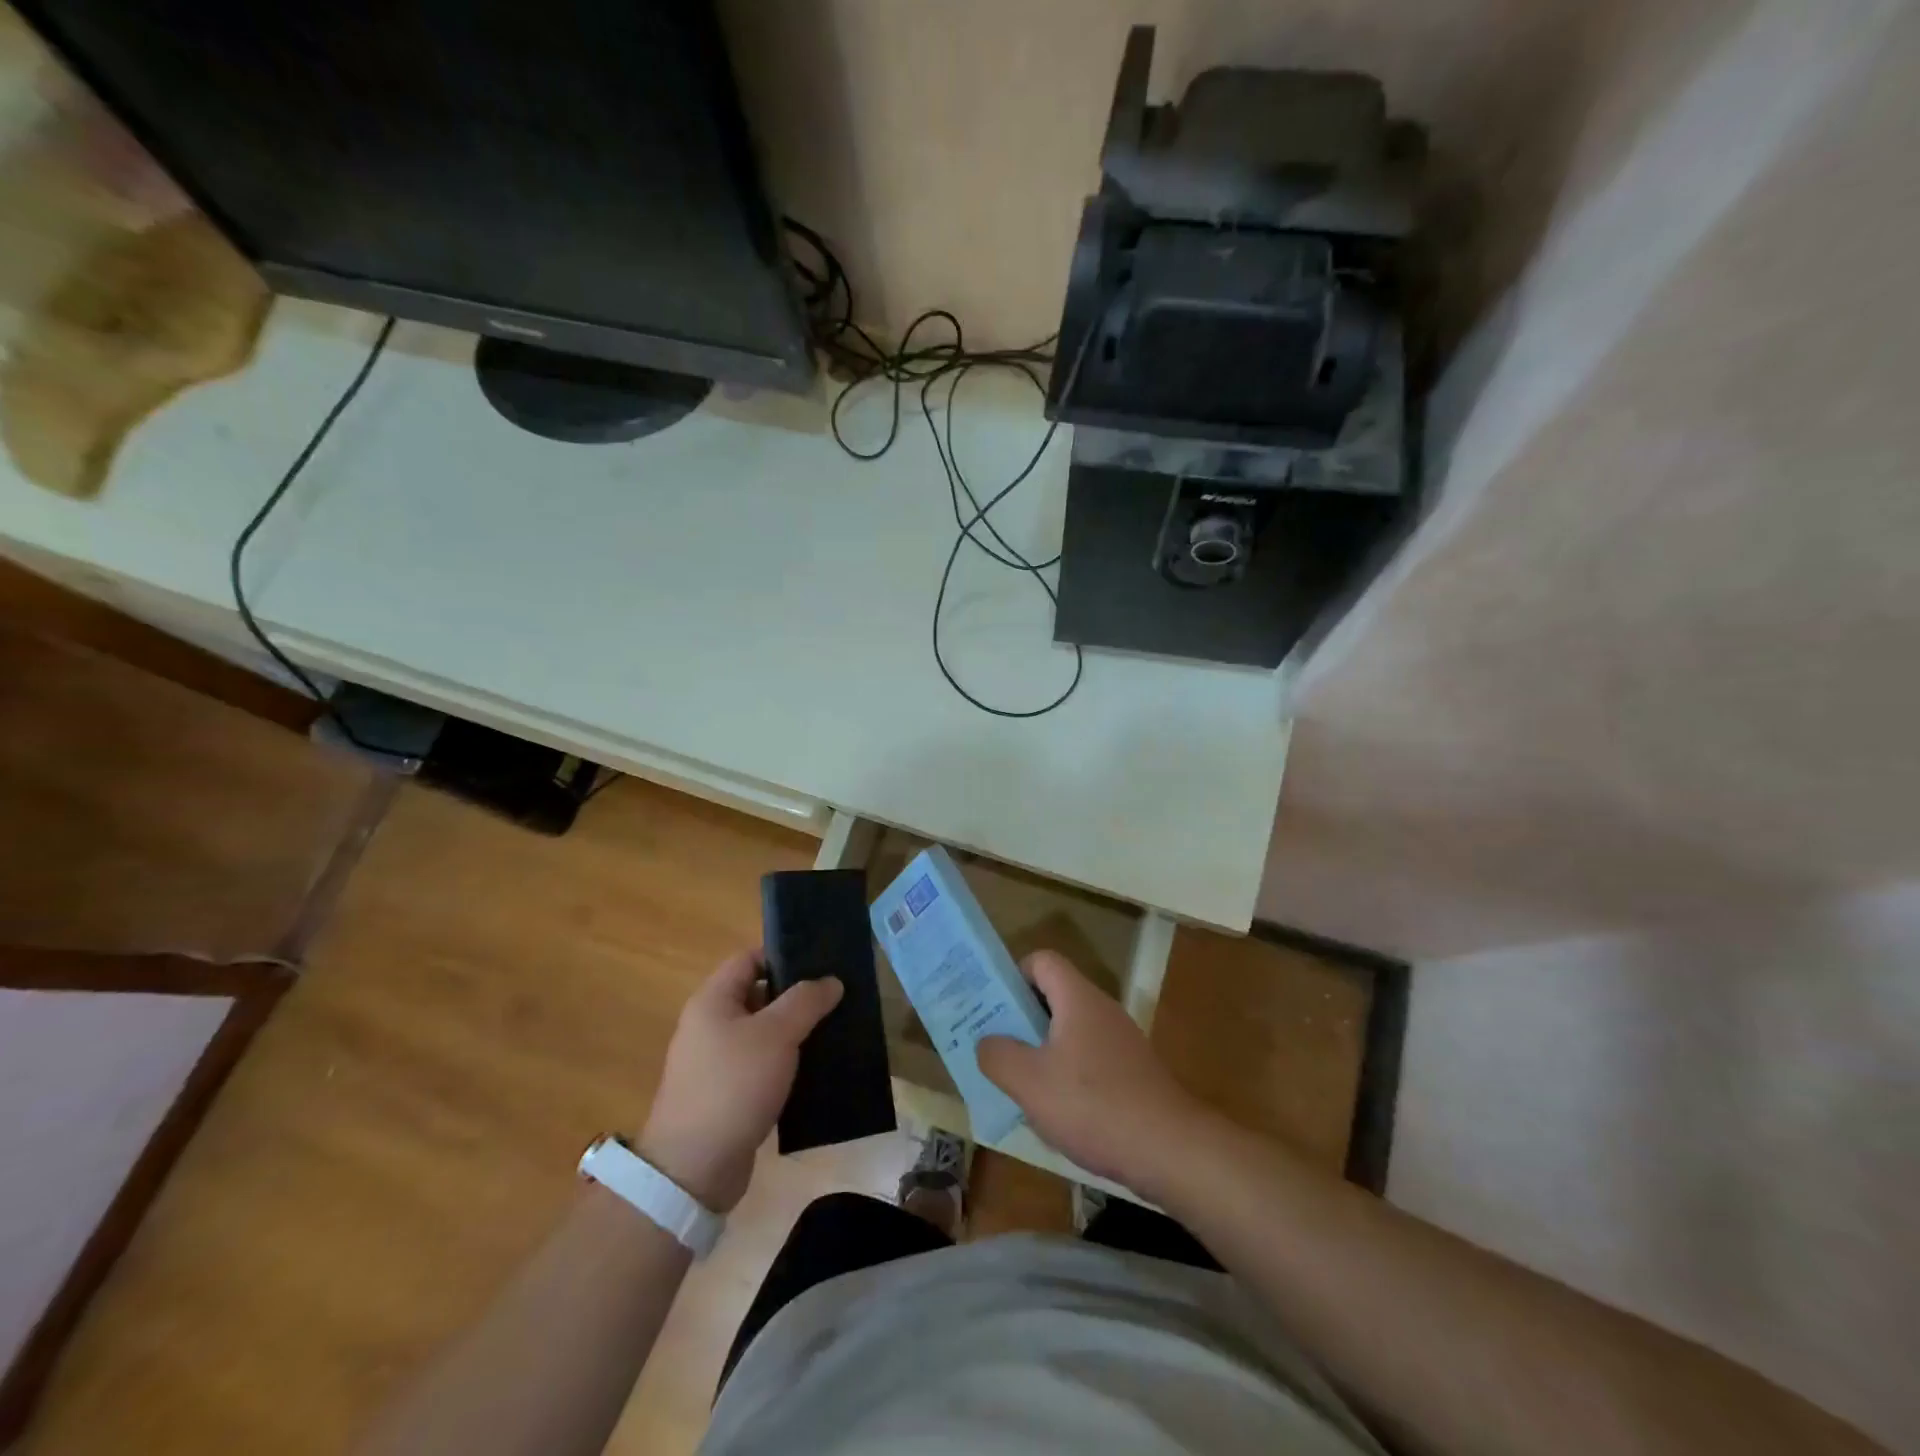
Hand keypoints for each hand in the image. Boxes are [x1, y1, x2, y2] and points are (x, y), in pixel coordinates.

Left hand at [638, 950, 841, 1212]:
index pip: (749, 958)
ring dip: (795, 1032)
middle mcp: (710, 1025)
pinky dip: (786, 1064)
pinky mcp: (727, 1095)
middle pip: (758, 995)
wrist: (694, 1169)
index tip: (821, 962)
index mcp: (712, 1001)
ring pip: (763, 1033)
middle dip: (796, 996)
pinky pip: (762, 1066)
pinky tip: (816, 1070)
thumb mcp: (776, 1034)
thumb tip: (831, 980)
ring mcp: (716, 1063)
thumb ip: (805, 1001)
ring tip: (834, 1030)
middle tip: (836, 996)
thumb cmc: (733, 1086)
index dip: (783, 955)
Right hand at [978, 951, 1205, 1193]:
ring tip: (1018, 1083)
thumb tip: (987, 1042)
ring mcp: (1121, 1041)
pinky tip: (1056, 1112)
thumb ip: (998, 1055)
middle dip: (1021, 1018)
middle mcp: (1101, 1009)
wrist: (1170, 1149)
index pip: (1042, 961)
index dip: (1014, 975)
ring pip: (1069, 1031)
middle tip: (995, 1046)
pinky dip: (1067, 1074)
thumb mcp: (1029, 1082)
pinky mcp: (1132, 1072)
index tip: (993, 1006)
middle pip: (1054, 996)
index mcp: (1078, 998)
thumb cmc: (1093, 1105)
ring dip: (1042, 1050)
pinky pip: (1088, 1058)